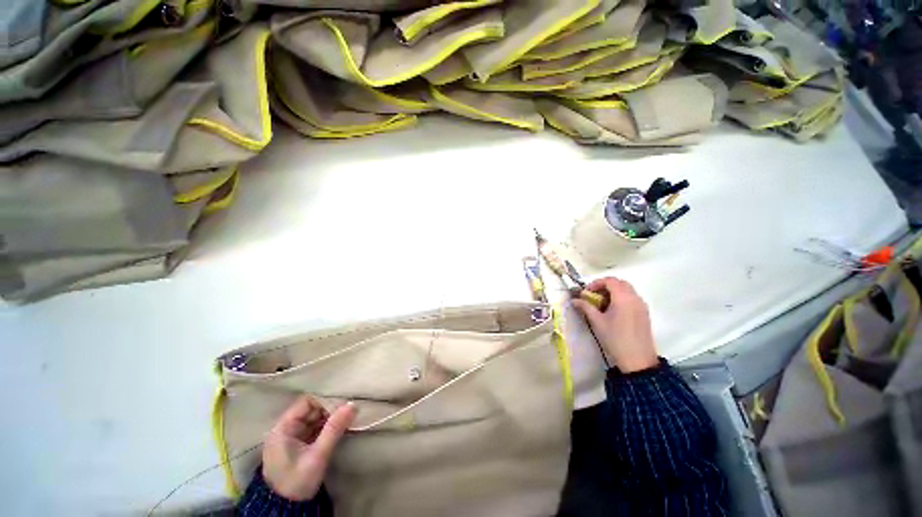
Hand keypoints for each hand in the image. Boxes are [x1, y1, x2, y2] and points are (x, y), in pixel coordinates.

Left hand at [262, 396, 356, 500]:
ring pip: (313, 419)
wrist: (286, 511)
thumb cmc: (298, 481)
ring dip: (329, 418)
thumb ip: (334, 428)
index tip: (343, 403)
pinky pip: (314, 428)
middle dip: (329, 409)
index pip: (306, 402)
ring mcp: (291, 438)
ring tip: (346, 418)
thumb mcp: (318, 455)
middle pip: (310, 409)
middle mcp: (284, 429)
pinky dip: (326, 427)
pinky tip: (339, 427)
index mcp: (282, 429)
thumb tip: (353, 404)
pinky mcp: (297, 445)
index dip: (324, 400)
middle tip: (348, 411)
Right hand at [573, 277, 658, 372]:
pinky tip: (613, 311)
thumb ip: (585, 307)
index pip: (610, 280)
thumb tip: (574, 300)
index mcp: (623, 298)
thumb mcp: (597, 322)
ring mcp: (641, 305)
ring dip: (613, 292)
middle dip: (605, 286)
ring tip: (602, 304)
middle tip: (594, 296)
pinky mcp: (644, 313)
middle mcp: (634, 298)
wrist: (638, 360)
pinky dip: (621, 298)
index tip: (586, 292)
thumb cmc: (615, 338)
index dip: (596, 283)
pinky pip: (632, 298)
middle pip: (620, 283)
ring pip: (627, 290)